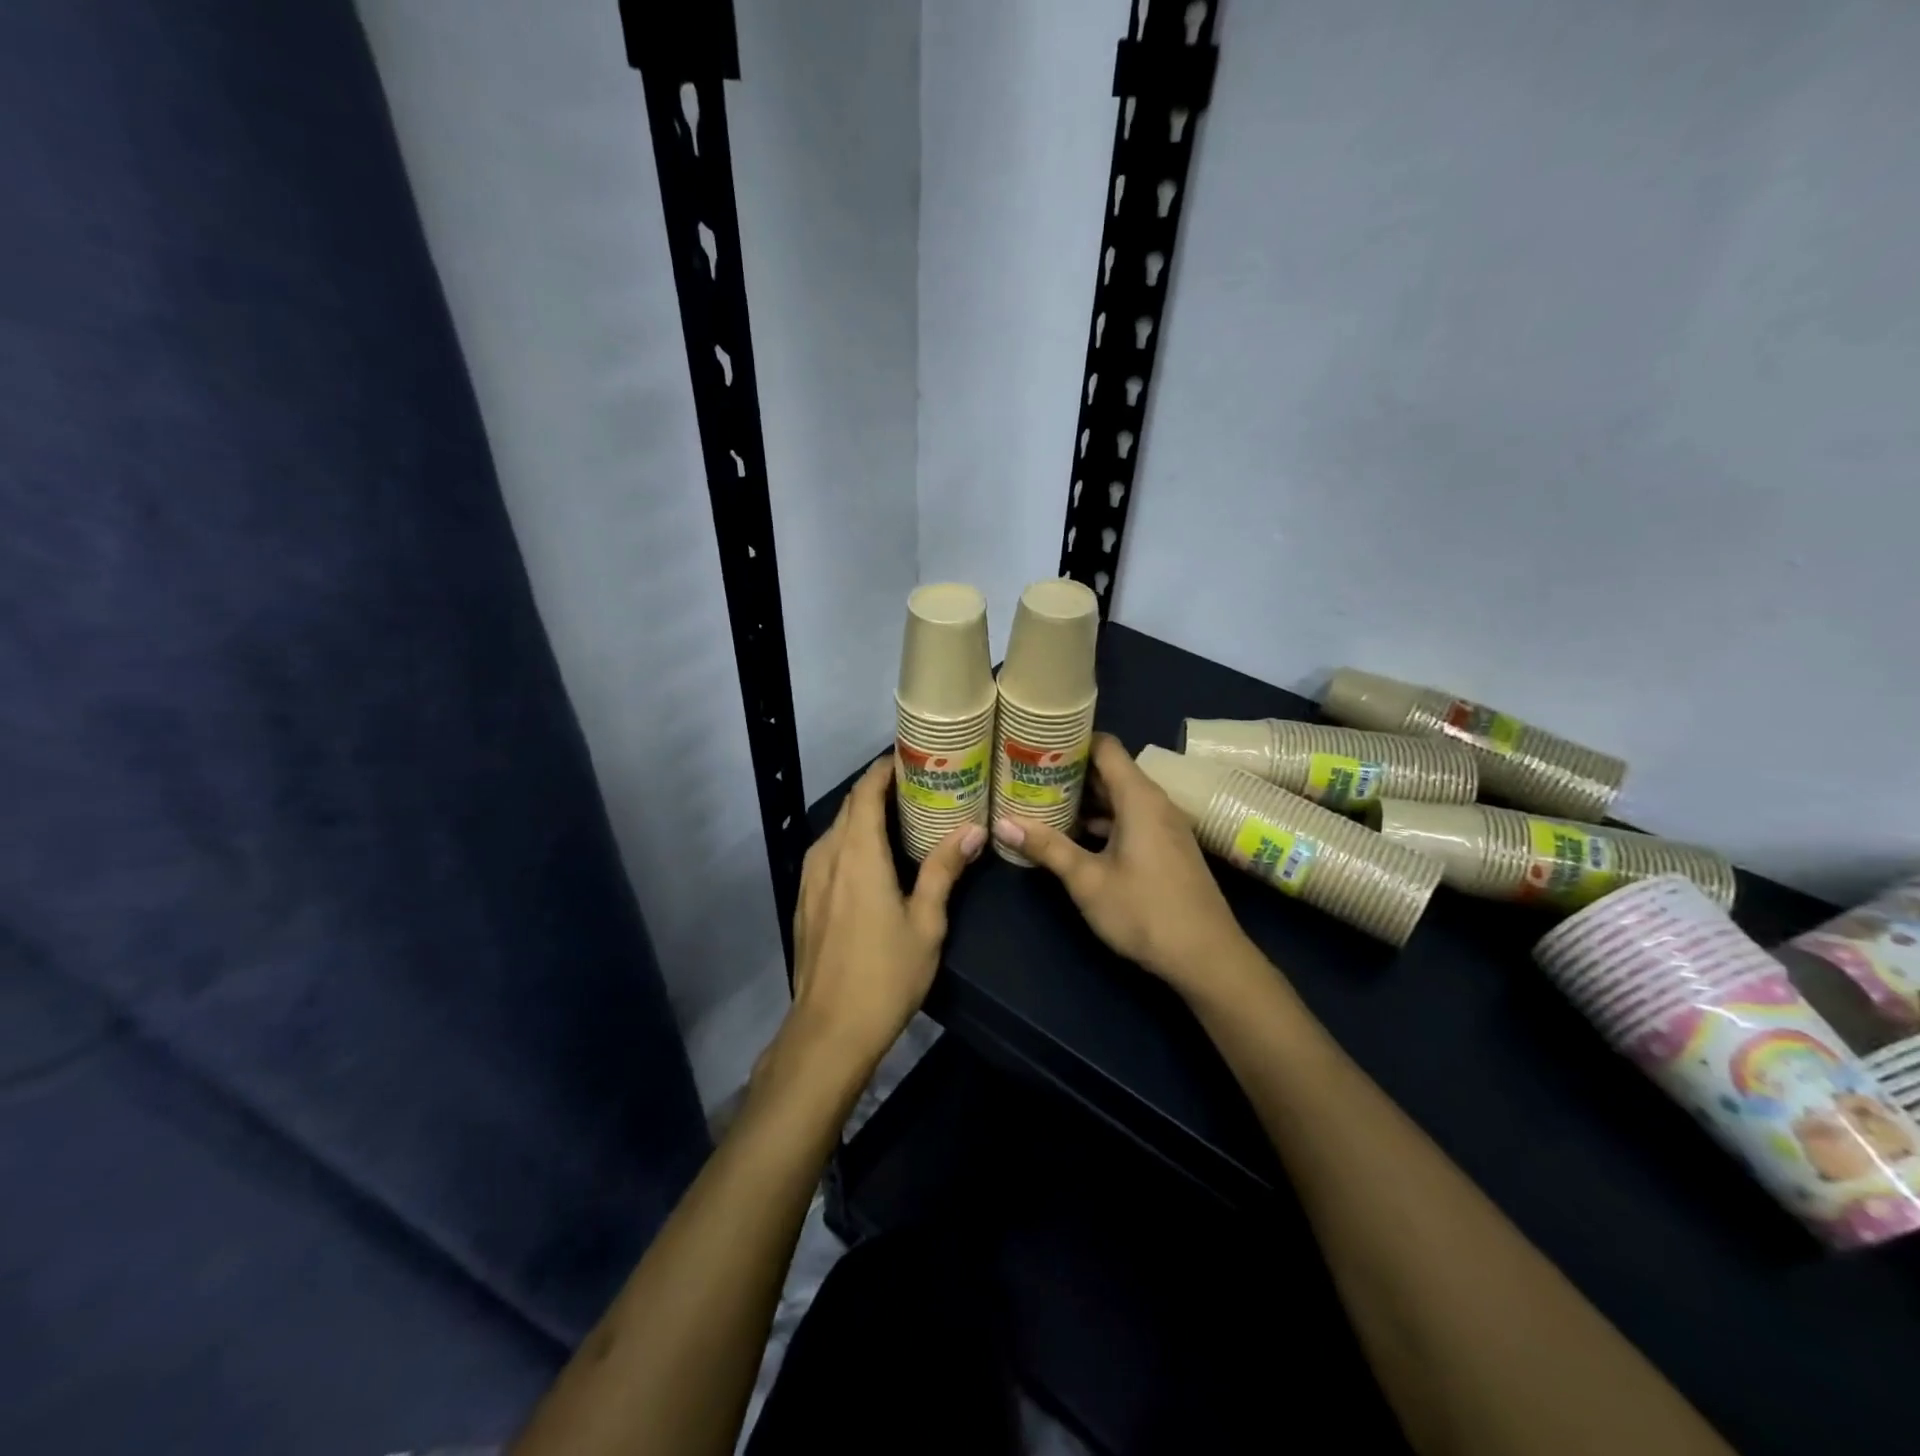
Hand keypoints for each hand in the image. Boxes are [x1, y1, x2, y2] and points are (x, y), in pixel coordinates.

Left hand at [784, 755, 984, 1076]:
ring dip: (864, 816)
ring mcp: (810, 880)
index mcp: (858, 854)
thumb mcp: (926, 922)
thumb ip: (943, 870)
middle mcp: (827, 857)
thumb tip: (973, 830)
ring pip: (836, 831)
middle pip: (850, 808)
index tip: (910, 756)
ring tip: (900, 815)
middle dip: (878, 789)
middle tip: (918, 784)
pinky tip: (872, 857)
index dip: (884, 770)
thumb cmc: (885, 974)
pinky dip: (850, 841)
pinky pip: (828, 854)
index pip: (866, 793)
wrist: (829, 1030)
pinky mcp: (805, 901)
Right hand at [992, 733, 1248, 992]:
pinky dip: (1102, 820)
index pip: (1105, 746)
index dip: (1071, 740)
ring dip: (1084, 799)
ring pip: (1119, 797)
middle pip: (1110, 770)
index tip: (1035, 745)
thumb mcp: (1088, 880)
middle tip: (1028, 773)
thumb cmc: (1145, 911)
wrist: (1207, 957)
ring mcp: (1163, 825)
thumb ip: (1047, 847)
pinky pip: (1130, 818)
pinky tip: (1073, 835)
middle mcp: (1155, 802)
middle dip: (1070, 771)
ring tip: (1042, 801)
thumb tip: (1001, 822)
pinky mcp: (1166, 846)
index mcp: (1139, 798)